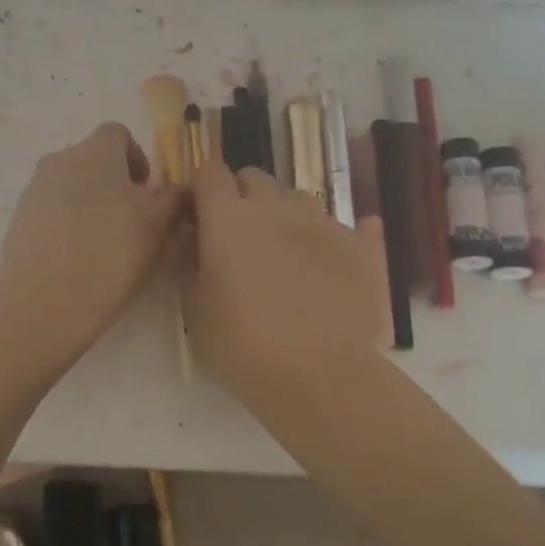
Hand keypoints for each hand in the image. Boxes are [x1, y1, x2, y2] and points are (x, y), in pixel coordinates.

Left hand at [0, 122, 181, 351]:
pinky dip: (66, 223)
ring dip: (89, 202)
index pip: (118, 134)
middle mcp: (59, 160)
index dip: (137, 158)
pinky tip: (76, 257)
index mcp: (95, 152)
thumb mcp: (157, 226)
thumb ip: (172, 197)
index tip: (147, 193)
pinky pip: (50, 209)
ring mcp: (34, 189)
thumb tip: (179, 186)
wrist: (45, 301)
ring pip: (70, 185)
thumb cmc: (111, 255)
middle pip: (92, 159)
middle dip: (113, 183)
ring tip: (103, 243)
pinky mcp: (18, 218)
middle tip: (130, 222)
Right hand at [182, 159, 383, 404]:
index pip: (209, 172)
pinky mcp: (356, 243)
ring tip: (279, 252)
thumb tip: (191, 239)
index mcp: (227, 216)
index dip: (200, 189)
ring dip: (280, 213)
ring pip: (294, 197)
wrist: (320, 373)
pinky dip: (317, 238)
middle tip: (236, 236)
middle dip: (240, 196)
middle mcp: (273, 205)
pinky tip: (319, 270)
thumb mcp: (194, 308)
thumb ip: (188, 262)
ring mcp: (319, 220)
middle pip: (253, 177)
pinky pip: (331, 224)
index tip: (196, 215)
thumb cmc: (242, 344)